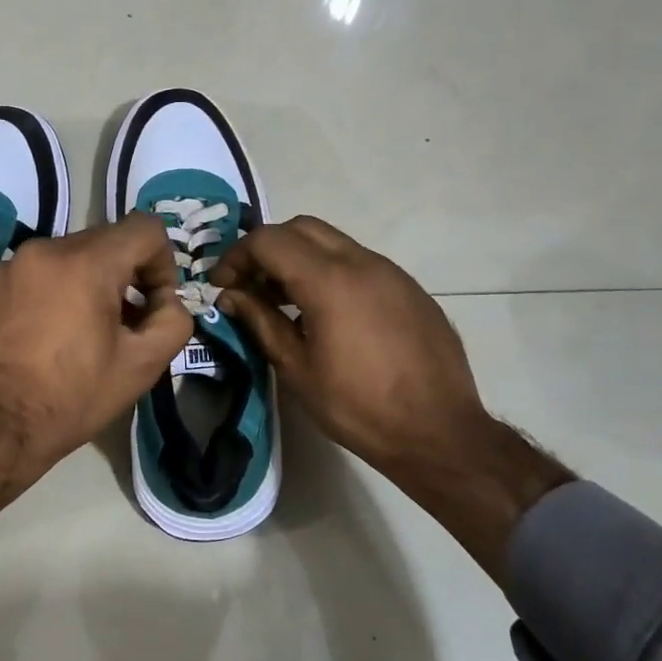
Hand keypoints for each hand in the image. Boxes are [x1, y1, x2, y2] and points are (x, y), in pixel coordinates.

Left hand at [0, 213, 191, 567]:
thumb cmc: (72, 396)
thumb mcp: (142, 365)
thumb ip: (173, 321)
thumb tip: (165, 301)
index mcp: (86, 262)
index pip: (145, 228)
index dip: (163, 263)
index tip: (154, 304)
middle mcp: (46, 248)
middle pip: (108, 240)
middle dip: (128, 275)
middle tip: (126, 324)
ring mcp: (14, 264)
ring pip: (73, 255)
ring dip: (92, 282)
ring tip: (87, 332)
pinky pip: (41, 271)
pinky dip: (58, 290)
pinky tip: (52, 335)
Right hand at [210, 216, 572, 578]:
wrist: (438, 432)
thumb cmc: (357, 406)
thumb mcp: (297, 368)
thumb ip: (261, 321)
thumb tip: (232, 296)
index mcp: (329, 281)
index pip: (268, 240)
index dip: (236, 257)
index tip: (223, 286)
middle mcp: (362, 262)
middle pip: (300, 228)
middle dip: (266, 248)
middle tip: (249, 285)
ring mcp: (391, 272)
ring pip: (332, 242)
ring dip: (298, 259)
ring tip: (283, 300)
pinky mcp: (409, 288)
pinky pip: (359, 263)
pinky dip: (329, 272)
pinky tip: (326, 314)